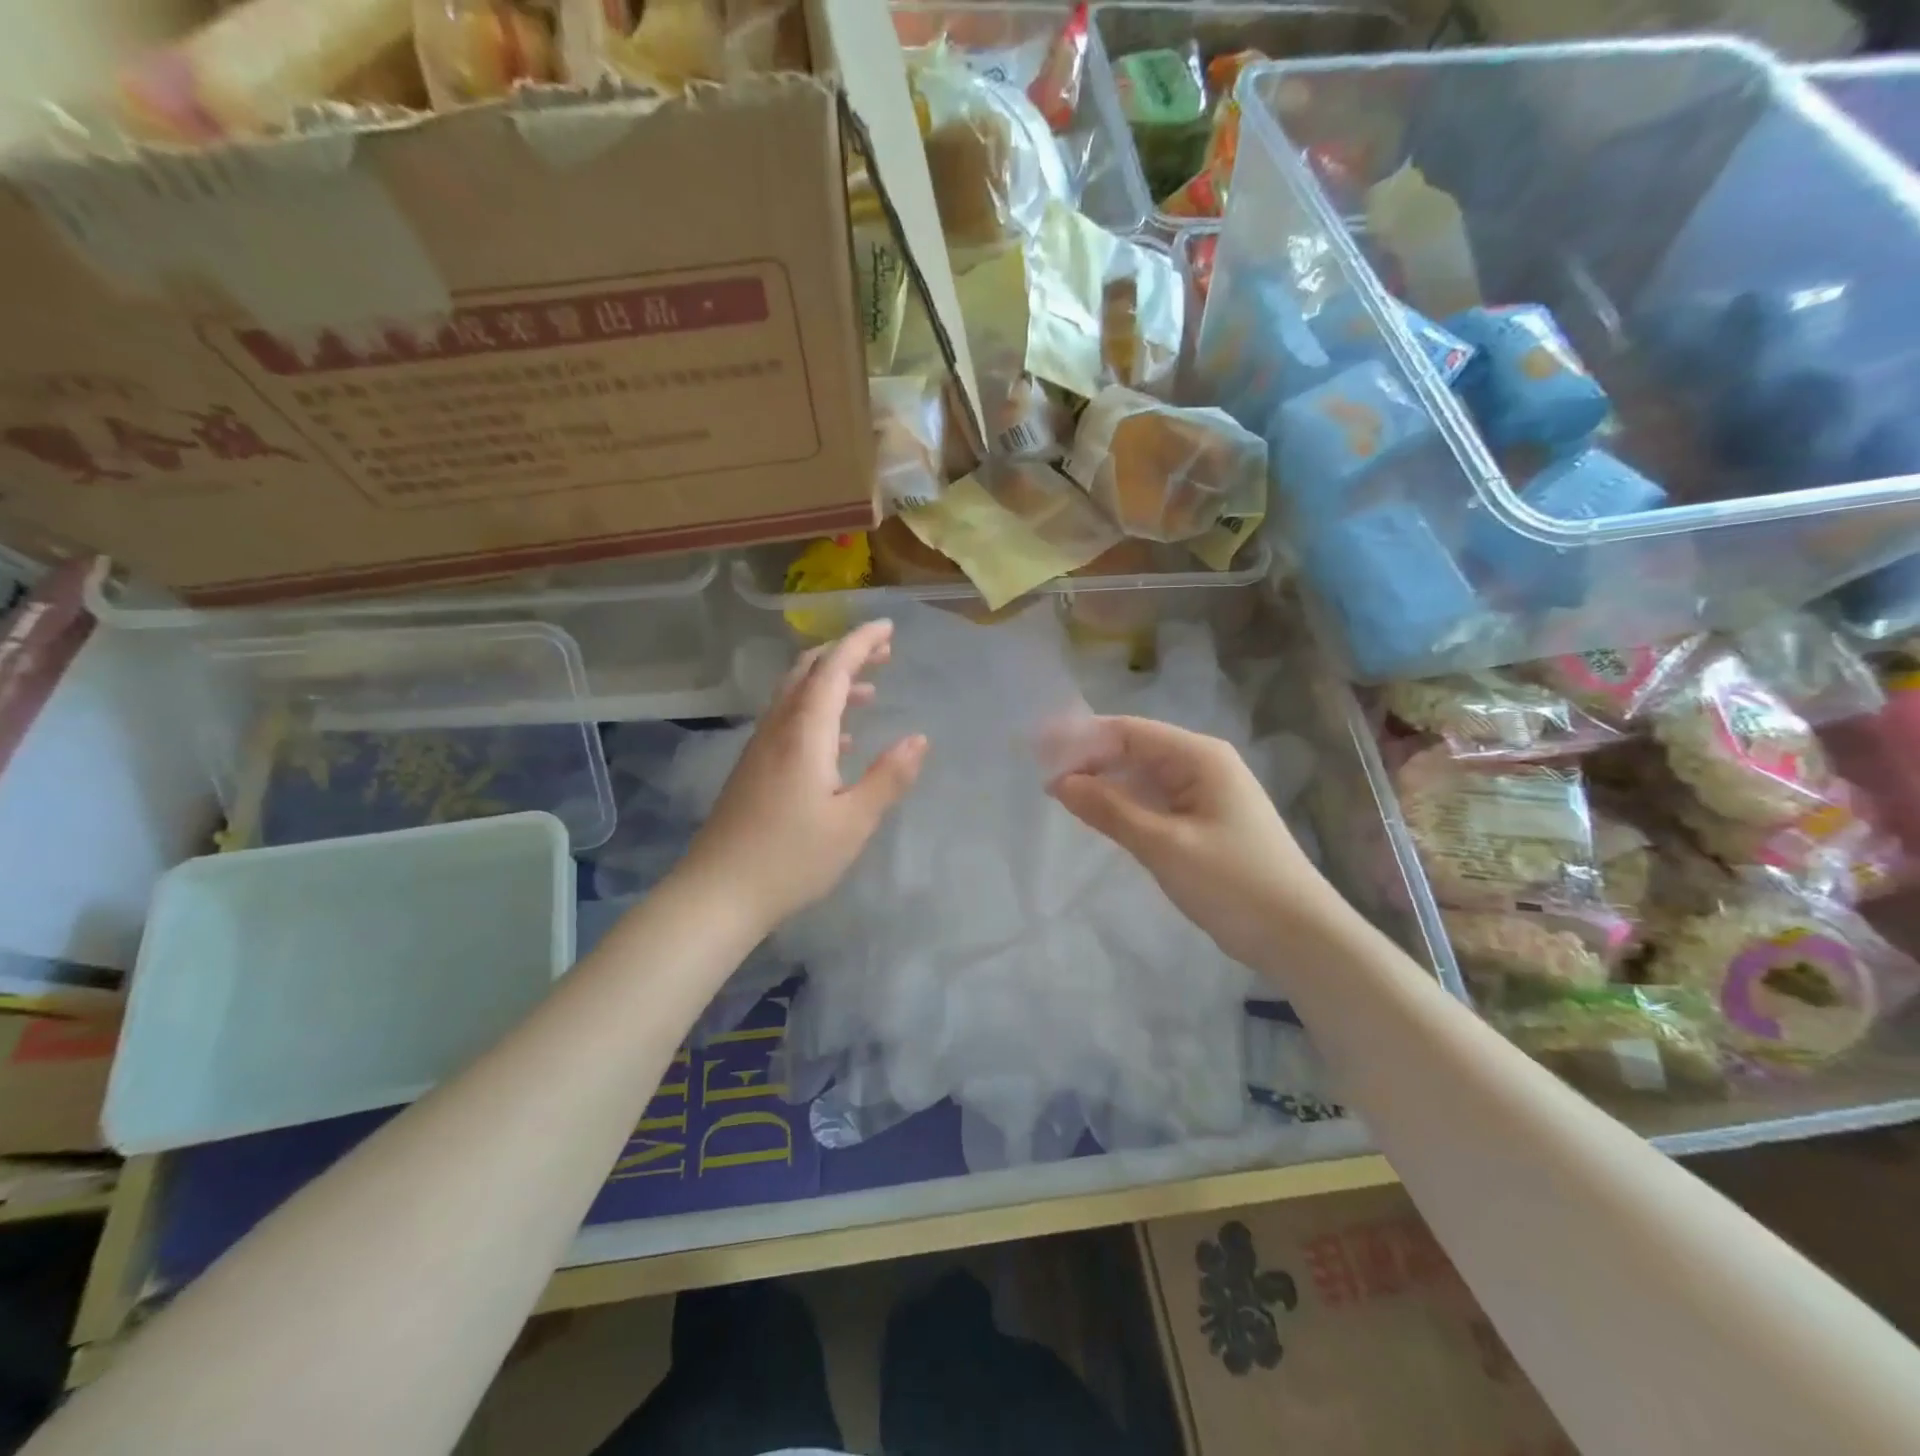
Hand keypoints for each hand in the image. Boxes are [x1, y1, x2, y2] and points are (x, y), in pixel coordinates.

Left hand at [686, 620, 927, 930]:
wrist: (718, 893)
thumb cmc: (792, 859)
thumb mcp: (853, 822)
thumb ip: (888, 777)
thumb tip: (918, 739)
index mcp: (805, 733)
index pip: (833, 669)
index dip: (860, 642)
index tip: (888, 627)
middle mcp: (779, 729)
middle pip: (808, 672)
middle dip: (845, 654)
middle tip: (883, 652)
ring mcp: (760, 747)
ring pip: (795, 695)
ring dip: (831, 682)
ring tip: (869, 691)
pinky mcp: (753, 768)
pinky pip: (788, 719)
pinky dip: (817, 711)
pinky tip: (839, 739)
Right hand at [1047, 716, 1333, 971]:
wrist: (1299, 936)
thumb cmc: (1234, 883)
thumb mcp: (1164, 845)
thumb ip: (1110, 810)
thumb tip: (1059, 782)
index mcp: (1199, 757)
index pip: (1129, 731)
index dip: (1081, 737)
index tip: (1037, 750)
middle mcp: (1202, 765)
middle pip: (1134, 750)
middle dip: (1088, 760)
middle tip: (1040, 777)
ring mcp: (1204, 794)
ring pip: (1142, 777)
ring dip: (1103, 783)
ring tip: (1057, 794)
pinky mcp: (1203, 822)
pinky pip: (1153, 801)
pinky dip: (1123, 805)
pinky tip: (1096, 815)